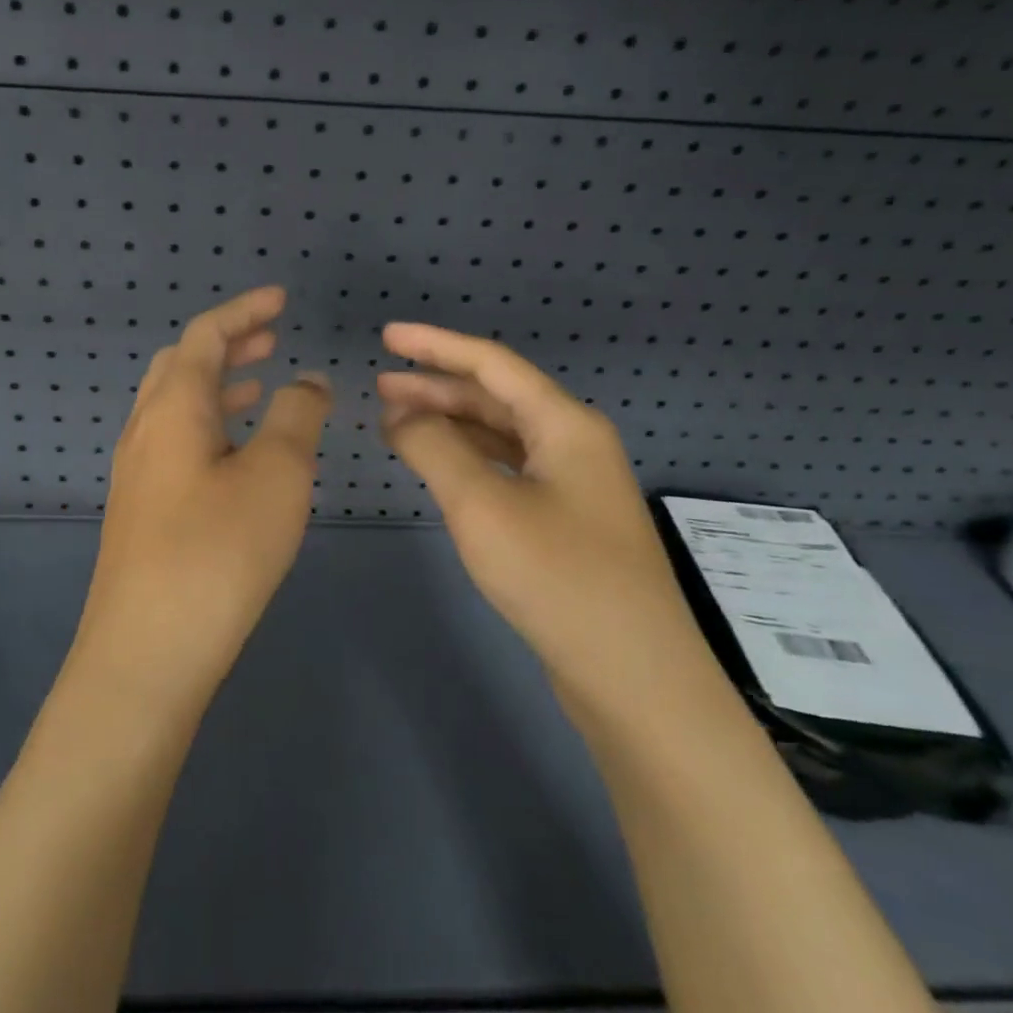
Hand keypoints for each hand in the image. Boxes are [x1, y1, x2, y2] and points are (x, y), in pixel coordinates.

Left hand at [73, 286, 331, 706]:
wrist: (147, 652)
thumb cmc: (218, 553)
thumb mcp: (276, 475)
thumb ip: (296, 416)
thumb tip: (306, 381)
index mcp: (172, 408)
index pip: (205, 336)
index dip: (244, 311)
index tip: (281, 299)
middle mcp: (145, 431)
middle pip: (182, 366)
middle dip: (228, 345)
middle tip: (272, 338)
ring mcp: (137, 474)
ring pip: (176, 407)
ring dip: (218, 386)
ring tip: (261, 386)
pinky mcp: (141, 511)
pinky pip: (175, 444)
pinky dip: (210, 426)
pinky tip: (237, 455)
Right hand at [378, 322, 704, 708]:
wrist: (632, 675)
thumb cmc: (557, 578)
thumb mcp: (482, 506)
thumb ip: (435, 448)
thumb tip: (400, 415)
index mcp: (565, 425)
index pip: (492, 365)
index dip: (435, 346)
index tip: (387, 337)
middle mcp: (574, 444)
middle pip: (496, 397)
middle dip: (436, 387)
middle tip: (381, 387)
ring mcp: (573, 485)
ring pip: (501, 436)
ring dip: (450, 424)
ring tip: (397, 424)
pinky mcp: (565, 521)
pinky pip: (507, 470)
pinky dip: (468, 461)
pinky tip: (440, 467)